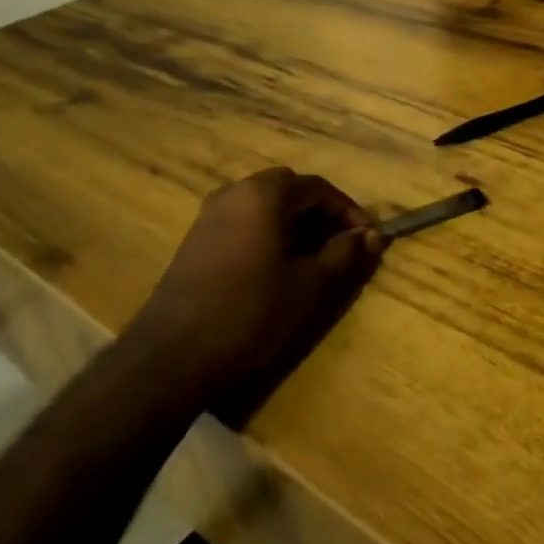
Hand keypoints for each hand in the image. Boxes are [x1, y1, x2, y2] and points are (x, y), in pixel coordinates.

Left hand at [128, 168, 382, 413]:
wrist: (173, 355)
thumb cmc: (251, 314)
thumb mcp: (310, 286)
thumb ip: (344, 254)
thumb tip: (371, 236)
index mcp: (263, 195)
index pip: (318, 188)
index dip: (349, 211)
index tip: (369, 238)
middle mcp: (234, 193)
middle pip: (289, 190)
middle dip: (321, 213)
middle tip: (342, 245)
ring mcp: (209, 216)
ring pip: (264, 206)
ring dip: (294, 224)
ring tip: (314, 259)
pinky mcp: (196, 240)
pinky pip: (243, 223)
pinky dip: (268, 234)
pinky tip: (276, 269)